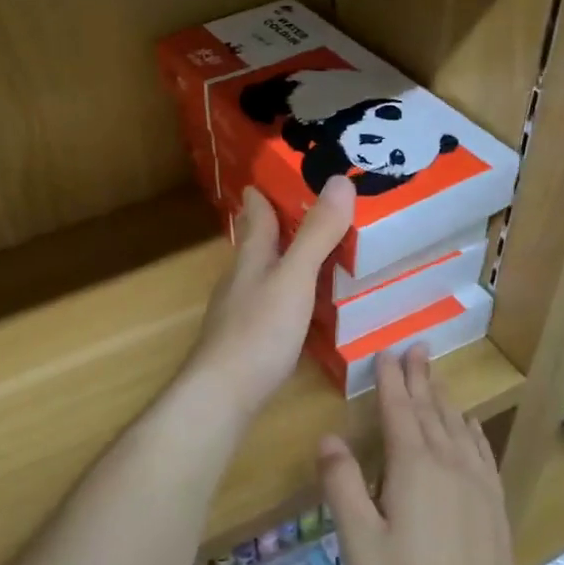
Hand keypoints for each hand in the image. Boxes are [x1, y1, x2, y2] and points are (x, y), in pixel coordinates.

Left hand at [183, 177, 355, 418]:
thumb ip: (316, 235)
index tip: (283, 170)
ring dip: (288, 259)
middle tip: (316, 207)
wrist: (223, 394)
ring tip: (320, 251)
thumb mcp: (294, 278)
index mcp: (251, 257)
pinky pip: (274, 304)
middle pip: (259, 242)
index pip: (256, 213)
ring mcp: (242, 311)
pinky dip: (292, 295)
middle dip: (280, 223)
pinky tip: (308, 305)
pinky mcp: (250, 340)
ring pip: (266, 274)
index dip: (266, 191)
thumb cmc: (258, 331)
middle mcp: (242, 278)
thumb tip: (340, 180)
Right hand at [320, 348, 522, 564]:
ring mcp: (477, 484)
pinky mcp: (493, 505)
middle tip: (416, 348)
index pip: (399, 410)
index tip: (386, 352)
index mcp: (413, 467)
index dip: (390, 380)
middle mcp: (448, 464)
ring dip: (444, 398)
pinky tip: (469, 425)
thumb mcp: (358, 540)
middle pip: (431, 410)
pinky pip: (481, 451)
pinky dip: (471, 429)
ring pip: (457, 426)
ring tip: (436, 376)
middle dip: (420, 378)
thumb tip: (329, 437)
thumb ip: (342, 485)